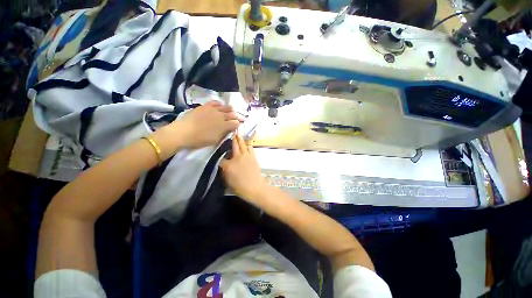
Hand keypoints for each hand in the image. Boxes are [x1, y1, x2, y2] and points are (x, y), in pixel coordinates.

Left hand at [171, 101, 243, 147]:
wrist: (183, 132)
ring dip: (231, 110)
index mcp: (224, 125)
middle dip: (238, 117)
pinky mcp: (205, 106)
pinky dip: (220, 104)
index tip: (239, 125)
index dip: (239, 124)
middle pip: (233, 114)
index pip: (236, 123)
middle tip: (241, 118)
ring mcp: (213, 109)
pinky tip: (221, 105)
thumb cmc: (200, 139)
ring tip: (232, 111)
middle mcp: (221, 115)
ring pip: (226, 107)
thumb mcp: (215, 140)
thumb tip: (230, 129)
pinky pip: (215, 102)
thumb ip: (224, 134)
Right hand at [220, 134, 270, 203]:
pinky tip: (246, 145)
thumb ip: (224, 171)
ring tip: (238, 135)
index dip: (220, 156)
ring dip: (240, 139)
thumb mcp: (227, 181)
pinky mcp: (253, 156)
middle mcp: (236, 157)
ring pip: (242, 144)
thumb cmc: (239, 187)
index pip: (221, 158)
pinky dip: (247, 145)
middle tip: (232, 132)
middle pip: (233, 145)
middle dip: (232, 138)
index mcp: (228, 165)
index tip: (221, 154)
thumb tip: (224, 164)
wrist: (254, 187)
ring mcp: (245, 155)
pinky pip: (250, 148)